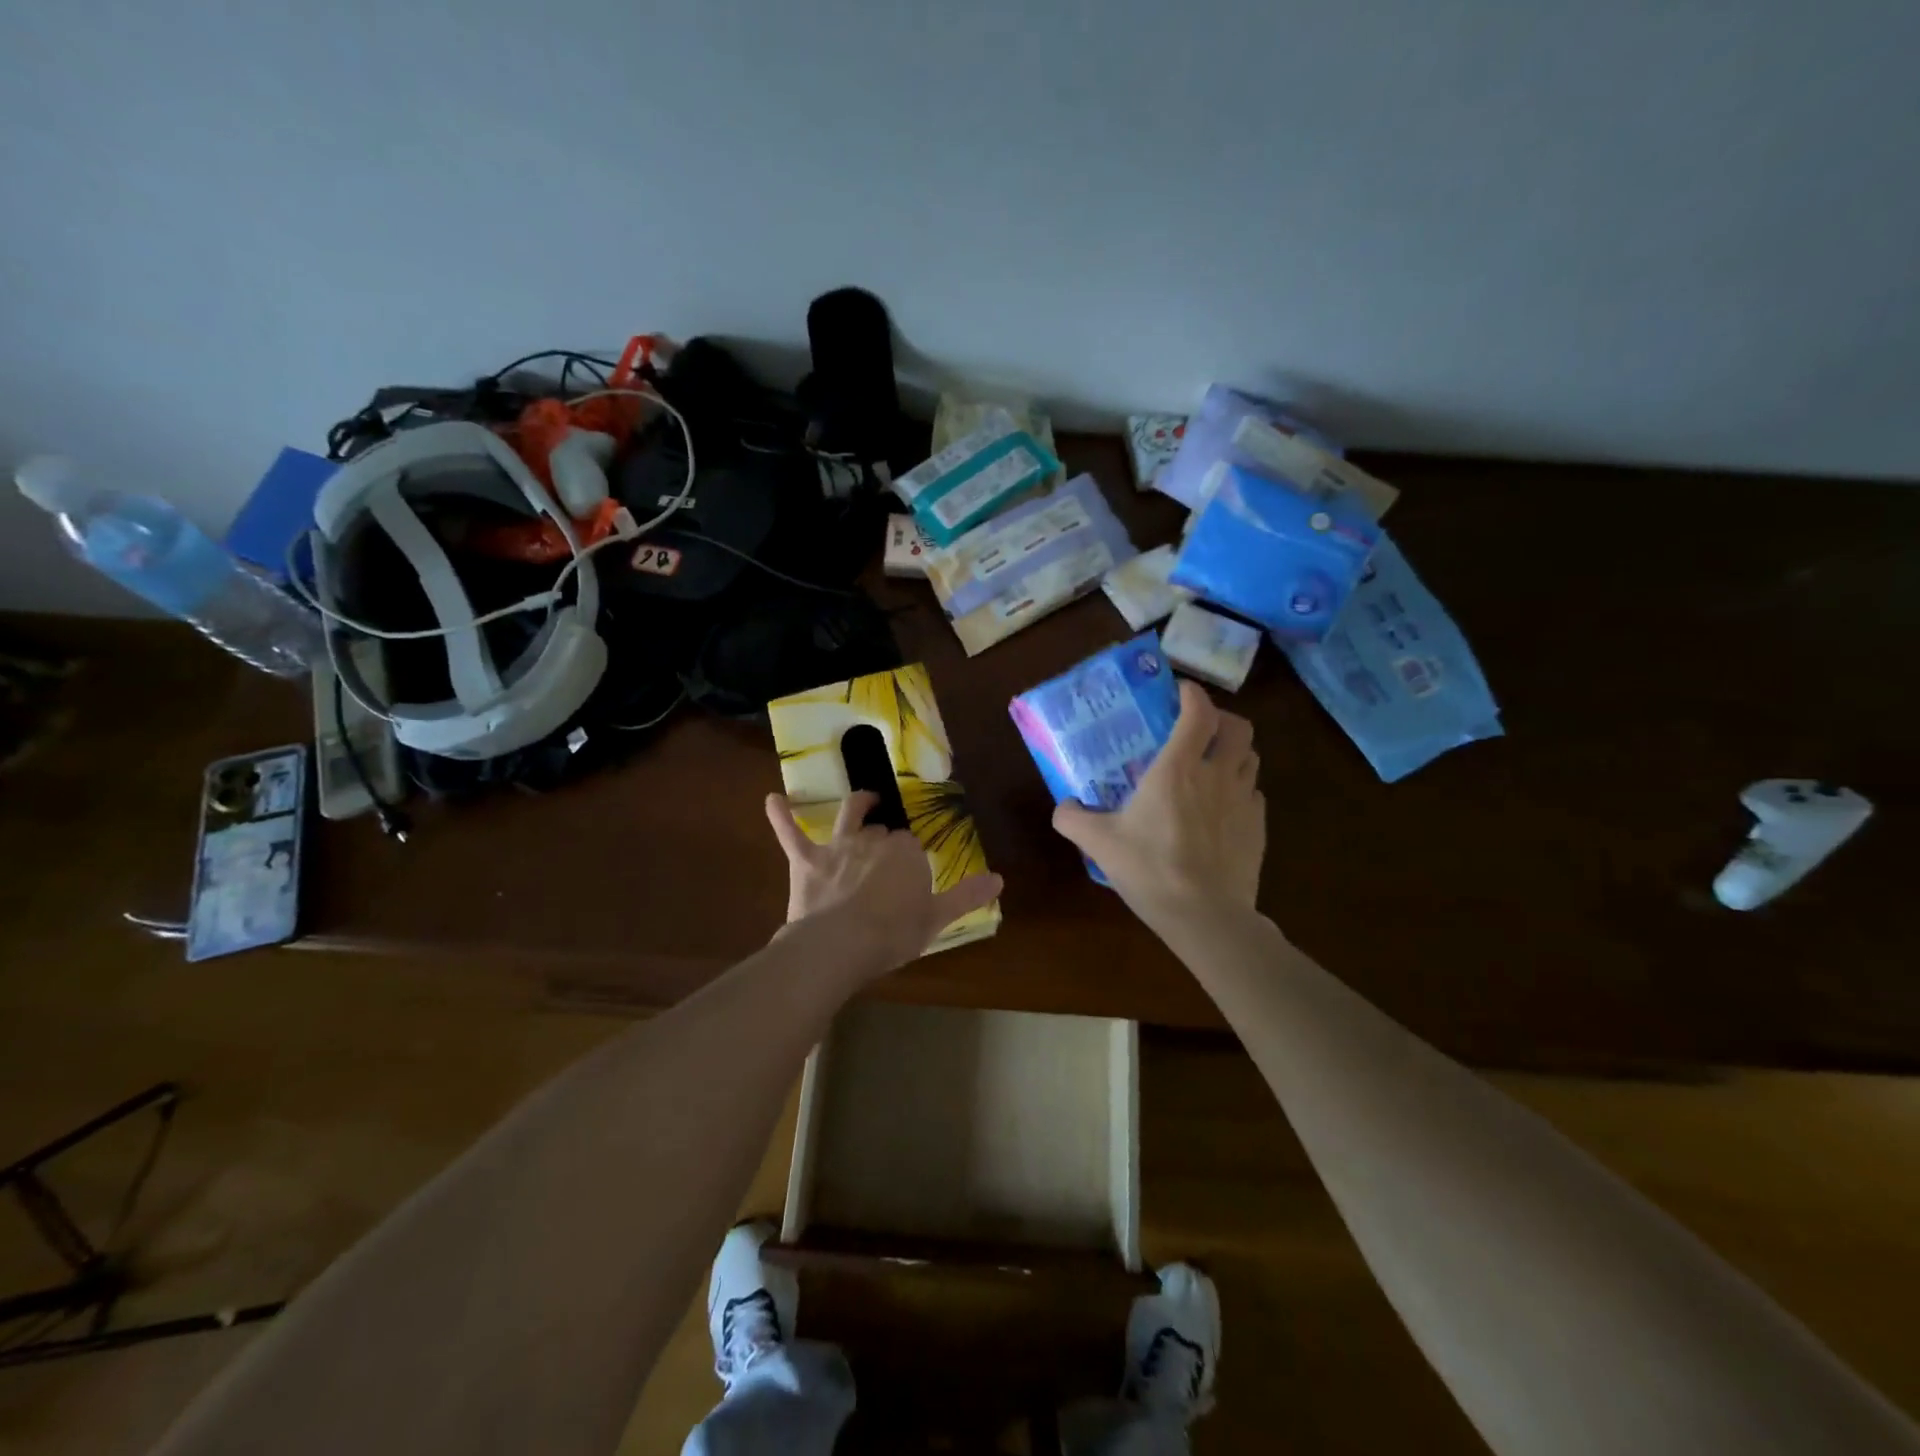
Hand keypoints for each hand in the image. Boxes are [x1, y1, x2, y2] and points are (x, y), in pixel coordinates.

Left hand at [764, 790, 1003, 978]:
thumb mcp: (937, 919)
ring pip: (849, 816)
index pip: (912, 847)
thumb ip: (967, 895)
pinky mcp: (806, 860)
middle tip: (887, 860)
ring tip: (864, 800)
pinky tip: (772, 799)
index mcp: (906, 854)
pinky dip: (781, 815)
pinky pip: (790, 832)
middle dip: (886, 838)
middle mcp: (874, 840)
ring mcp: (838, 847)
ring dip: (857, 805)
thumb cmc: (892, 935)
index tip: (911, 877)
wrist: (839, 946)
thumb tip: (1000, 879)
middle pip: (883, 831)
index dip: (911, 860)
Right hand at [1052, 679, 1265, 929]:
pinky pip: (1253, 794)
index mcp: (1178, 768)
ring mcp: (1244, 801)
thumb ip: (1073, 819)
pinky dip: (1239, 789)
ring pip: (1250, 758)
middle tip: (1199, 728)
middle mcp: (1217, 775)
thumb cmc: (1150, 869)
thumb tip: (1063, 806)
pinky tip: (1220, 808)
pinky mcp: (1258, 828)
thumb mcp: (1099, 843)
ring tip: (1210, 765)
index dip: (1192, 694)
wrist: (1205, 916)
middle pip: (1238, 727)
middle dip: (1221, 719)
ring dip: (1233, 752)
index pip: (1198, 712)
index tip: (1179, 691)